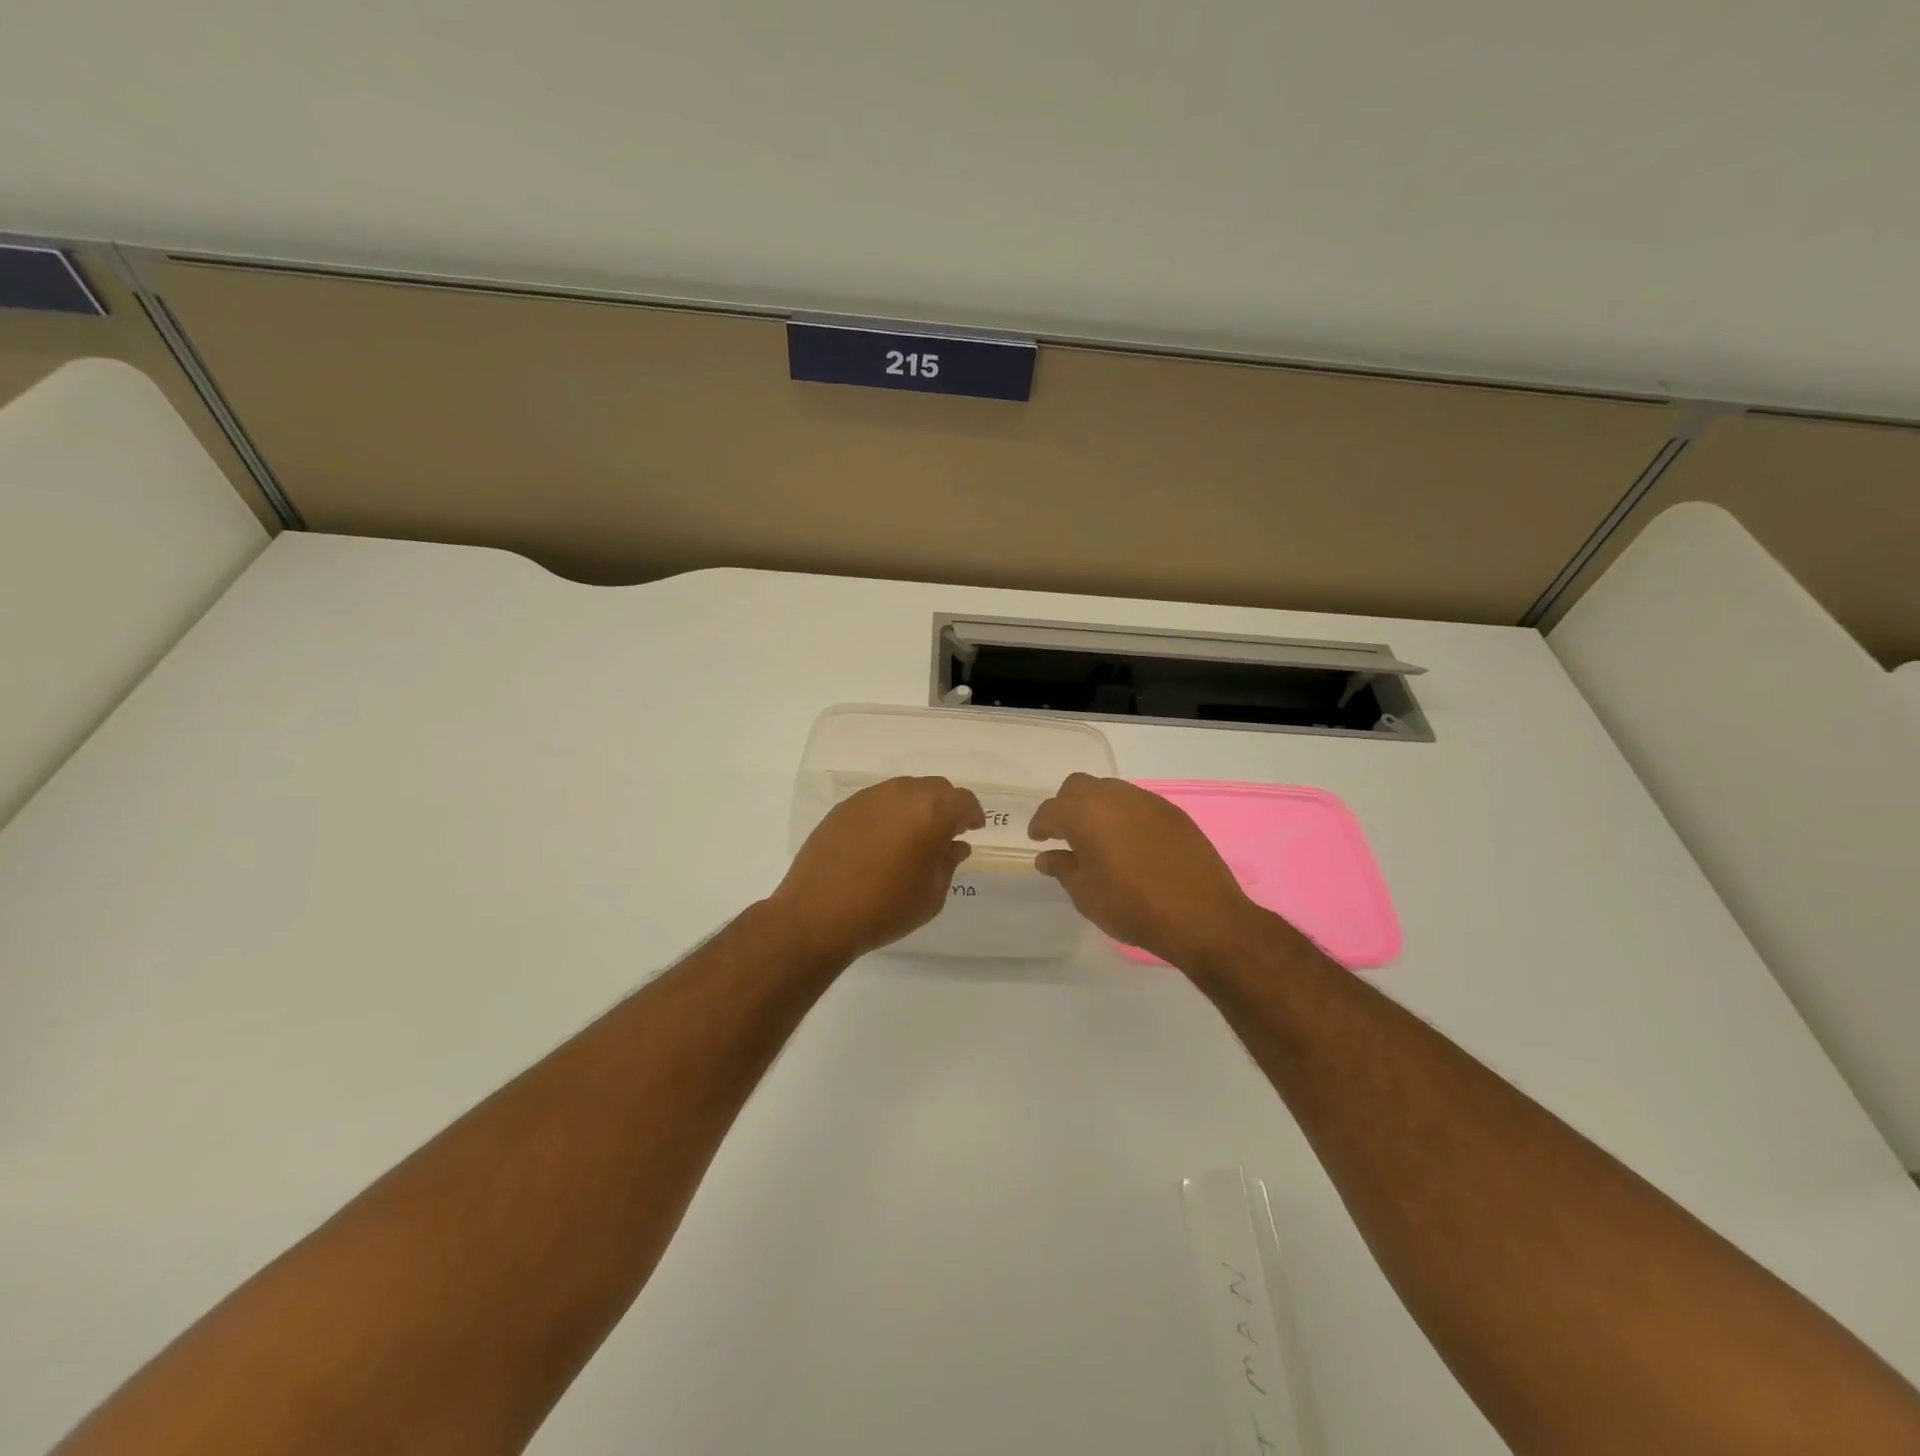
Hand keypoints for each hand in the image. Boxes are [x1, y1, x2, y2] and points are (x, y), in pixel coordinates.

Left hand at [767, 776, 985, 966]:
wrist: (817, 915)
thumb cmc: (885, 908)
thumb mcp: (931, 894)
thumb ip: (947, 863)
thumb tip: (954, 845)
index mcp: (930, 811)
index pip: (962, 801)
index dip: (971, 814)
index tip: (973, 829)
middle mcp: (900, 794)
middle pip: (934, 788)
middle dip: (945, 807)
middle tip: (944, 833)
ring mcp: (868, 798)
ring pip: (903, 791)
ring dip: (915, 807)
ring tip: (912, 837)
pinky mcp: (843, 808)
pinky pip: (876, 802)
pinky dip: (887, 814)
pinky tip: (881, 841)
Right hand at [1028, 774, 1276, 970]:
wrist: (1203, 916)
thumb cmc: (1133, 907)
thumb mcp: (1087, 895)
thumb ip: (1063, 868)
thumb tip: (1048, 856)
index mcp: (1085, 814)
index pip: (1052, 810)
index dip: (1040, 824)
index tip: (1038, 838)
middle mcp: (1114, 797)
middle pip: (1079, 787)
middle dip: (1066, 806)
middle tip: (1065, 833)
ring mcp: (1147, 801)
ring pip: (1110, 790)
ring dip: (1097, 807)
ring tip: (1099, 837)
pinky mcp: (1173, 812)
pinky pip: (1137, 803)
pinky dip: (1124, 815)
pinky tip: (1130, 843)